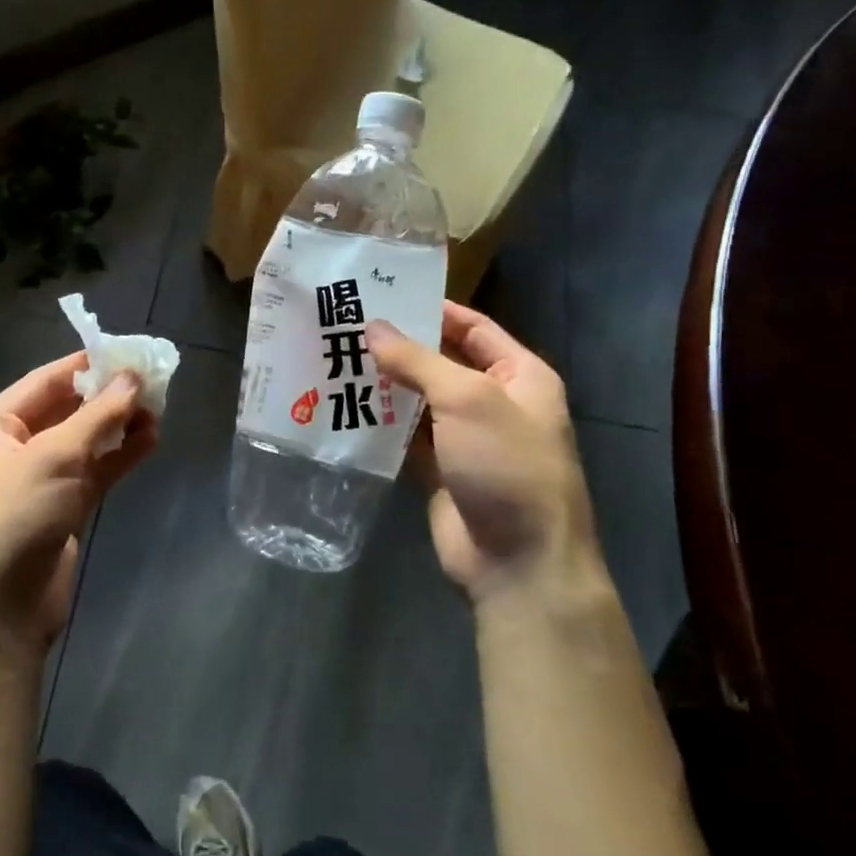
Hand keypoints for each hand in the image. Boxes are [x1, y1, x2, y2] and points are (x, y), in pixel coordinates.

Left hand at [0, 353, 157, 660]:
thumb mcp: (55, 457)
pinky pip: (94, 471)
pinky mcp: (62, 508)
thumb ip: (98, 415)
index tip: (130, 351)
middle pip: (68, 408)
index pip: (46, 380)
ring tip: (160, 409)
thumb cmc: (14, 517)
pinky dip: (120, 456)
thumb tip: (133, 377)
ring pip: (85, 441)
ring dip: (119, 425)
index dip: (87, 363)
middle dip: (108, 396)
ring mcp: (38, 479)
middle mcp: (13, 447)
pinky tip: (151, 440)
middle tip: (154, 382)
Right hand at [369, 303, 595, 607]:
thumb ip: (417, 360)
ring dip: (386, 385)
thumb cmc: (506, 465)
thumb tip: (373, 327)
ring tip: (336, 359)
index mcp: (519, 376)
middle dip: (400, 347)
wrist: (518, 561)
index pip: (474, 327)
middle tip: (347, 326)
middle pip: (442, 362)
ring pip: (420, 401)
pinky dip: (382, 424)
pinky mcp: (440, 471)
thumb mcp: (466, 399)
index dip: (434, 309)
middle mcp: (494, 403)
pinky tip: (345, 407)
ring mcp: (466, 440)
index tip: (384, 294)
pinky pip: (407, 438)